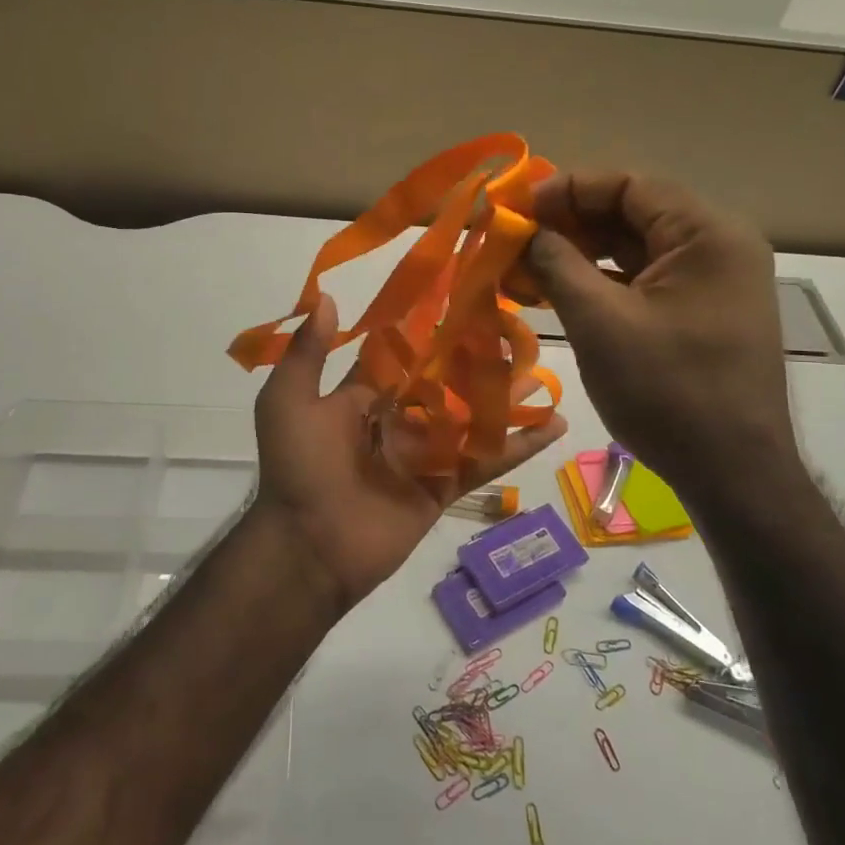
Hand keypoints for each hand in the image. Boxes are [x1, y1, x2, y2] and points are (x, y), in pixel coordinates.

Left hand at [249, 295, 566, 613]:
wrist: (309, 547)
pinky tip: (556, 424)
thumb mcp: (288, 401)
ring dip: (505, 396)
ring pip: (471, 418)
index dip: (424, 330)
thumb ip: (308, 353)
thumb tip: (329, 298)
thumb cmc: (298, 466)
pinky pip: (485, 461)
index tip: (457, 298)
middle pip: (443, 383)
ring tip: (543, 368)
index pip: (398, 356)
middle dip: (472, 360)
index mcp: (361, 398)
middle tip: (513, 328)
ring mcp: (424, 454)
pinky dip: (519, 445)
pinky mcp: (445, 486)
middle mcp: (396, 420)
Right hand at [526, 172, 797, 494]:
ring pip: (635, 247)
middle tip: (515, 240)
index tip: (517, 209)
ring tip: (525, 267)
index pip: (629, 185)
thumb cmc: (668, 393)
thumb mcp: (600, 323)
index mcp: (707, 234)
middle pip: (632, 212)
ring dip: (580, 253)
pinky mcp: (701, 311)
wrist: (733, 476)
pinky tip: (558, 292)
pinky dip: (601, 280)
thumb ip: (557, 264)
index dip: (567, 189)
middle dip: (569, 223)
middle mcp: (718, 246)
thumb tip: (522, 230)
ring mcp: (712, 281)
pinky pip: (644, 279)